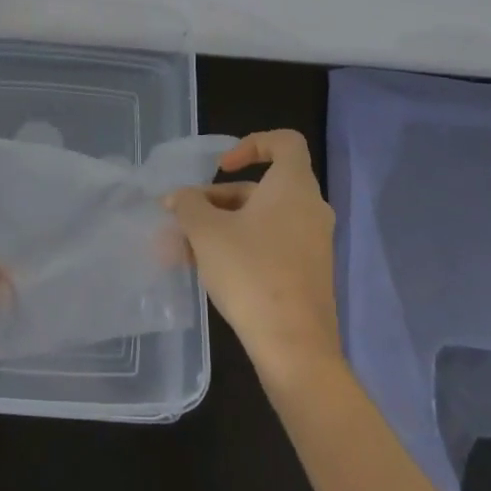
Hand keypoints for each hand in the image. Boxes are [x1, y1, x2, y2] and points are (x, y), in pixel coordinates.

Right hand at [166, 129, 342, 394]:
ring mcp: (312, 244)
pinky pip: (270, 246)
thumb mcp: (207, 232)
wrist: (295, 348)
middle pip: (261, 187)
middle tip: (183, 217)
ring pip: (260, 220)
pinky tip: (205, 271)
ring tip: (180, 250)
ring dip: (220, 227)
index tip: (220, 167)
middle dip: (217, 199)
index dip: (251, 144)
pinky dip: (239, 248)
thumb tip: (178, 197)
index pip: (284, 142)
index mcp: (293, 187)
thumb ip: (188, 205)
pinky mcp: (307, 275)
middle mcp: (309, 209)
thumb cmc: (251, 273)